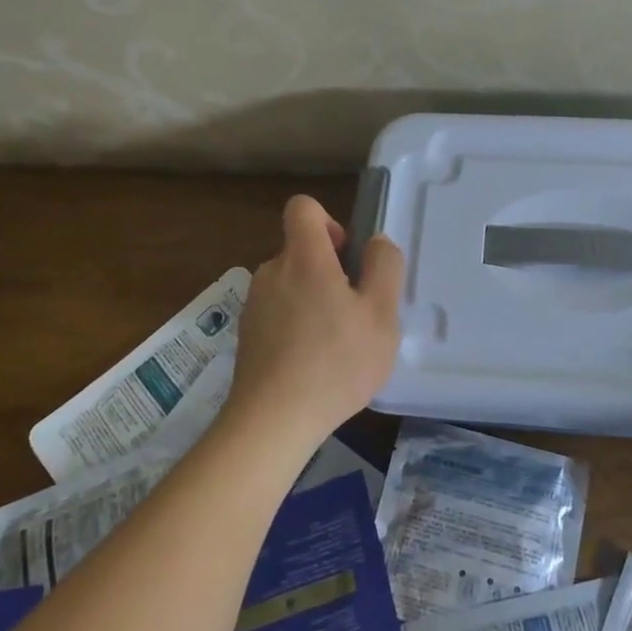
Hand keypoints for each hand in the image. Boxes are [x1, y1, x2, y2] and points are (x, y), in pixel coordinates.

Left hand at [224, 194, 404, 453]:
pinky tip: (313, 364)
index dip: (329, 220)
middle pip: (301, 250)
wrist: (272, 422)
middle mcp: (272, 272)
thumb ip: (384, 268)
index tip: (347, 257)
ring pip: (291, 284)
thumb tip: (376, 243)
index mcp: (303, 258)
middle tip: (354, 312)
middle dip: (330, 270)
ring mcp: (254, 305)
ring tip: (336, 344)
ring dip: (314, 301)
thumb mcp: (381, 315)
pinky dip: (296, 326)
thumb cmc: (335, 363)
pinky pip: (278, 313)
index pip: (303, 207)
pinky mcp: (247, 335)